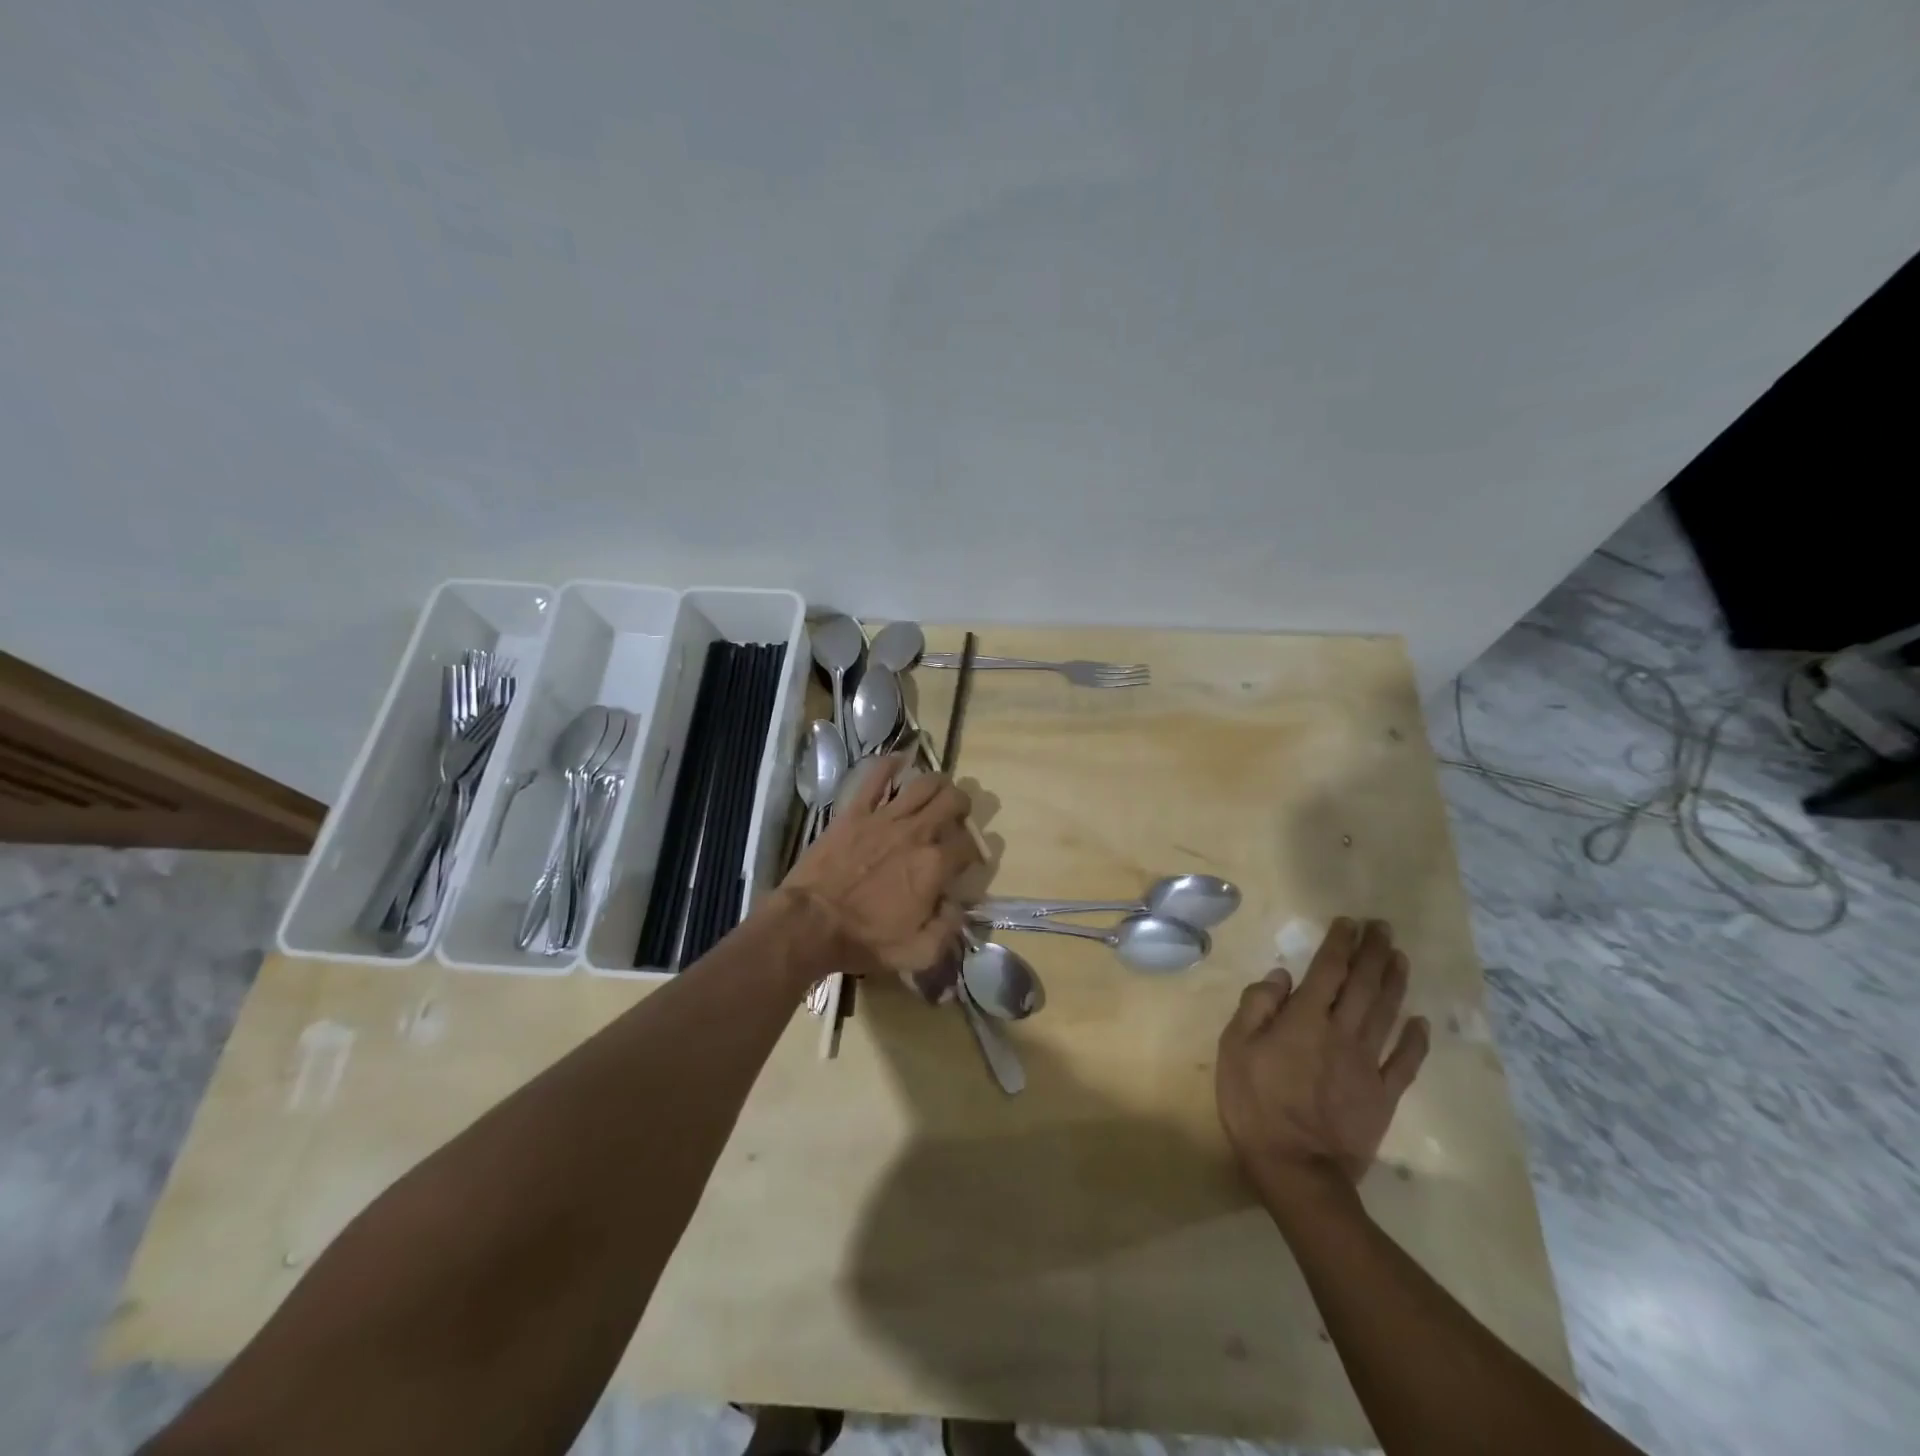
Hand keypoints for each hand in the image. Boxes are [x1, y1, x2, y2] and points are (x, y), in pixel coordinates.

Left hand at [778, 754, 978, 973]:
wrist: (810, 924)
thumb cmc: (864, 941)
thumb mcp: (918, 953)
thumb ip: (948, 929)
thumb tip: (958, 906)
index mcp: (934, 866)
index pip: (969, 846)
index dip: (975, 851)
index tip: (969, 860)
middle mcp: (916, 833)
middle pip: (953, 802)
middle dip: (962, 806)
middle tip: (958, 815)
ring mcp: (884, 818)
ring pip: (923, 784)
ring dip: (938, 782)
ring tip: (939, 788)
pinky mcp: (854, 812)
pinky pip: (875, 778)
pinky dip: (889, 765)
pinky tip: (899, 761)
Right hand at [1216, 918, 1428, 1199]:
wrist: (1296, 1168)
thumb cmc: (1254, 1103)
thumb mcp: (1235, 1048)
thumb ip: (1257, 1007)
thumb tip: (1281, 976)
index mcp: (1305, 1019)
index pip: (1328, 970)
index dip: (1340, 944)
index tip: (1349, 923)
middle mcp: (1342, 1033)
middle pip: (1364, 985)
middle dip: (1374, 953)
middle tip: (1383, 928)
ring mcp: (1368, 1065)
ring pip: (1388, 1014)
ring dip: (1395, 983)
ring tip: (1401, 958)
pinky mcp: (1383, 1096)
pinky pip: (1405, 1062)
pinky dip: (1415, 1040)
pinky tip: (1420, 1022)